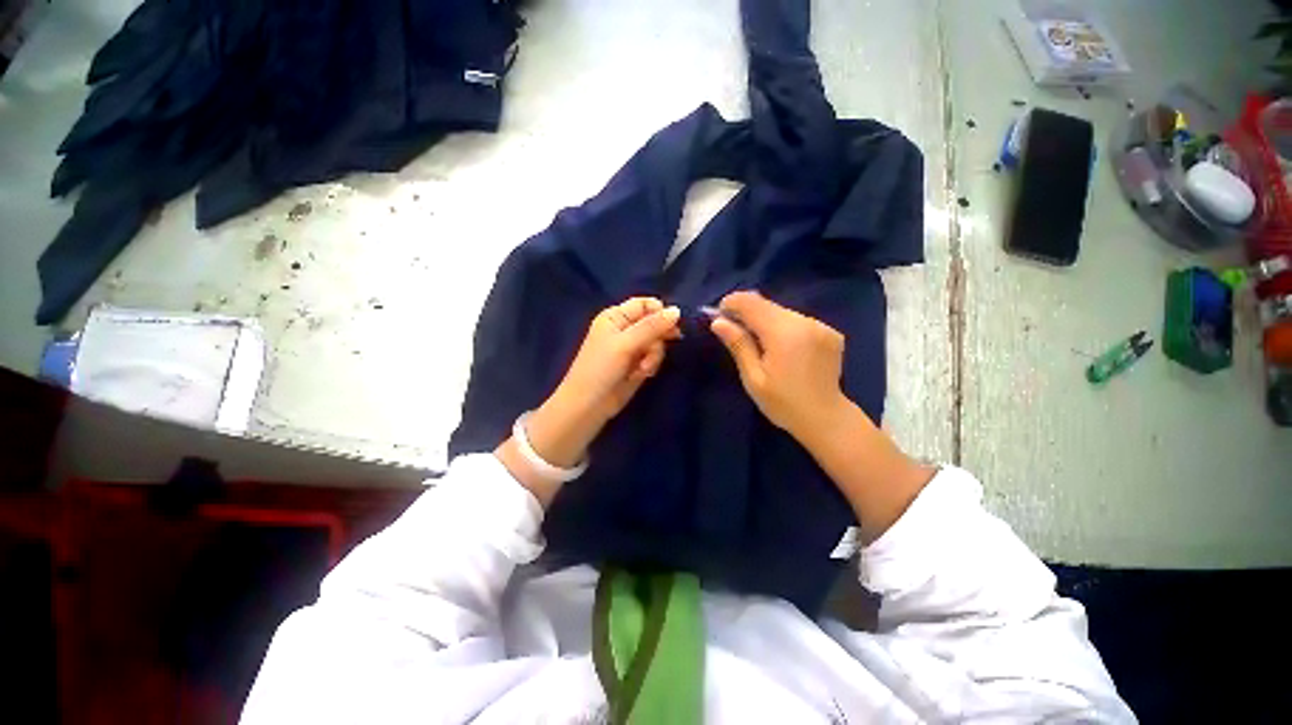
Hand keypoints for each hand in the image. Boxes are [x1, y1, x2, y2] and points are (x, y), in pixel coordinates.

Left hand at [551, 297, 682, 425]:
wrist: (589, 405)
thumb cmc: (601, 368)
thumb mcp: (625, 344)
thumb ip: (651, 327)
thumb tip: (677, 310)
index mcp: (615, 316)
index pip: (644, 304)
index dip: (659, 312)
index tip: (671, 325)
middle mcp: (624, 328)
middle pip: (654, 323)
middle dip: (658, 338)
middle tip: (656, 349)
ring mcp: (632, 347)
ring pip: (657, 342)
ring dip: (653, 356)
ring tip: (643, 369)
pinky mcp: (637, 364)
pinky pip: (654, 357)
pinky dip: (651, 365)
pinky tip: (642, 374)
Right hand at [710, 291, 847, 442]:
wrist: (825, 419)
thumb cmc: (783, 403)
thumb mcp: (753, 378)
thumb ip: (738, 345)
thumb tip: (718, 322)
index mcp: (784, 333)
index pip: (752, 303)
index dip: (732, 303)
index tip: (720, 317)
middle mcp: (805, 322)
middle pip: (767, 305)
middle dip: (747, 313)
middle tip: (734, 332)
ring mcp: (821, 325)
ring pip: (782, 312)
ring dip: (764, 320)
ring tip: (757, 343)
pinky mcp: (830, 331)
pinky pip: (797, 320)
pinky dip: (783, 327)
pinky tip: (781, 348)